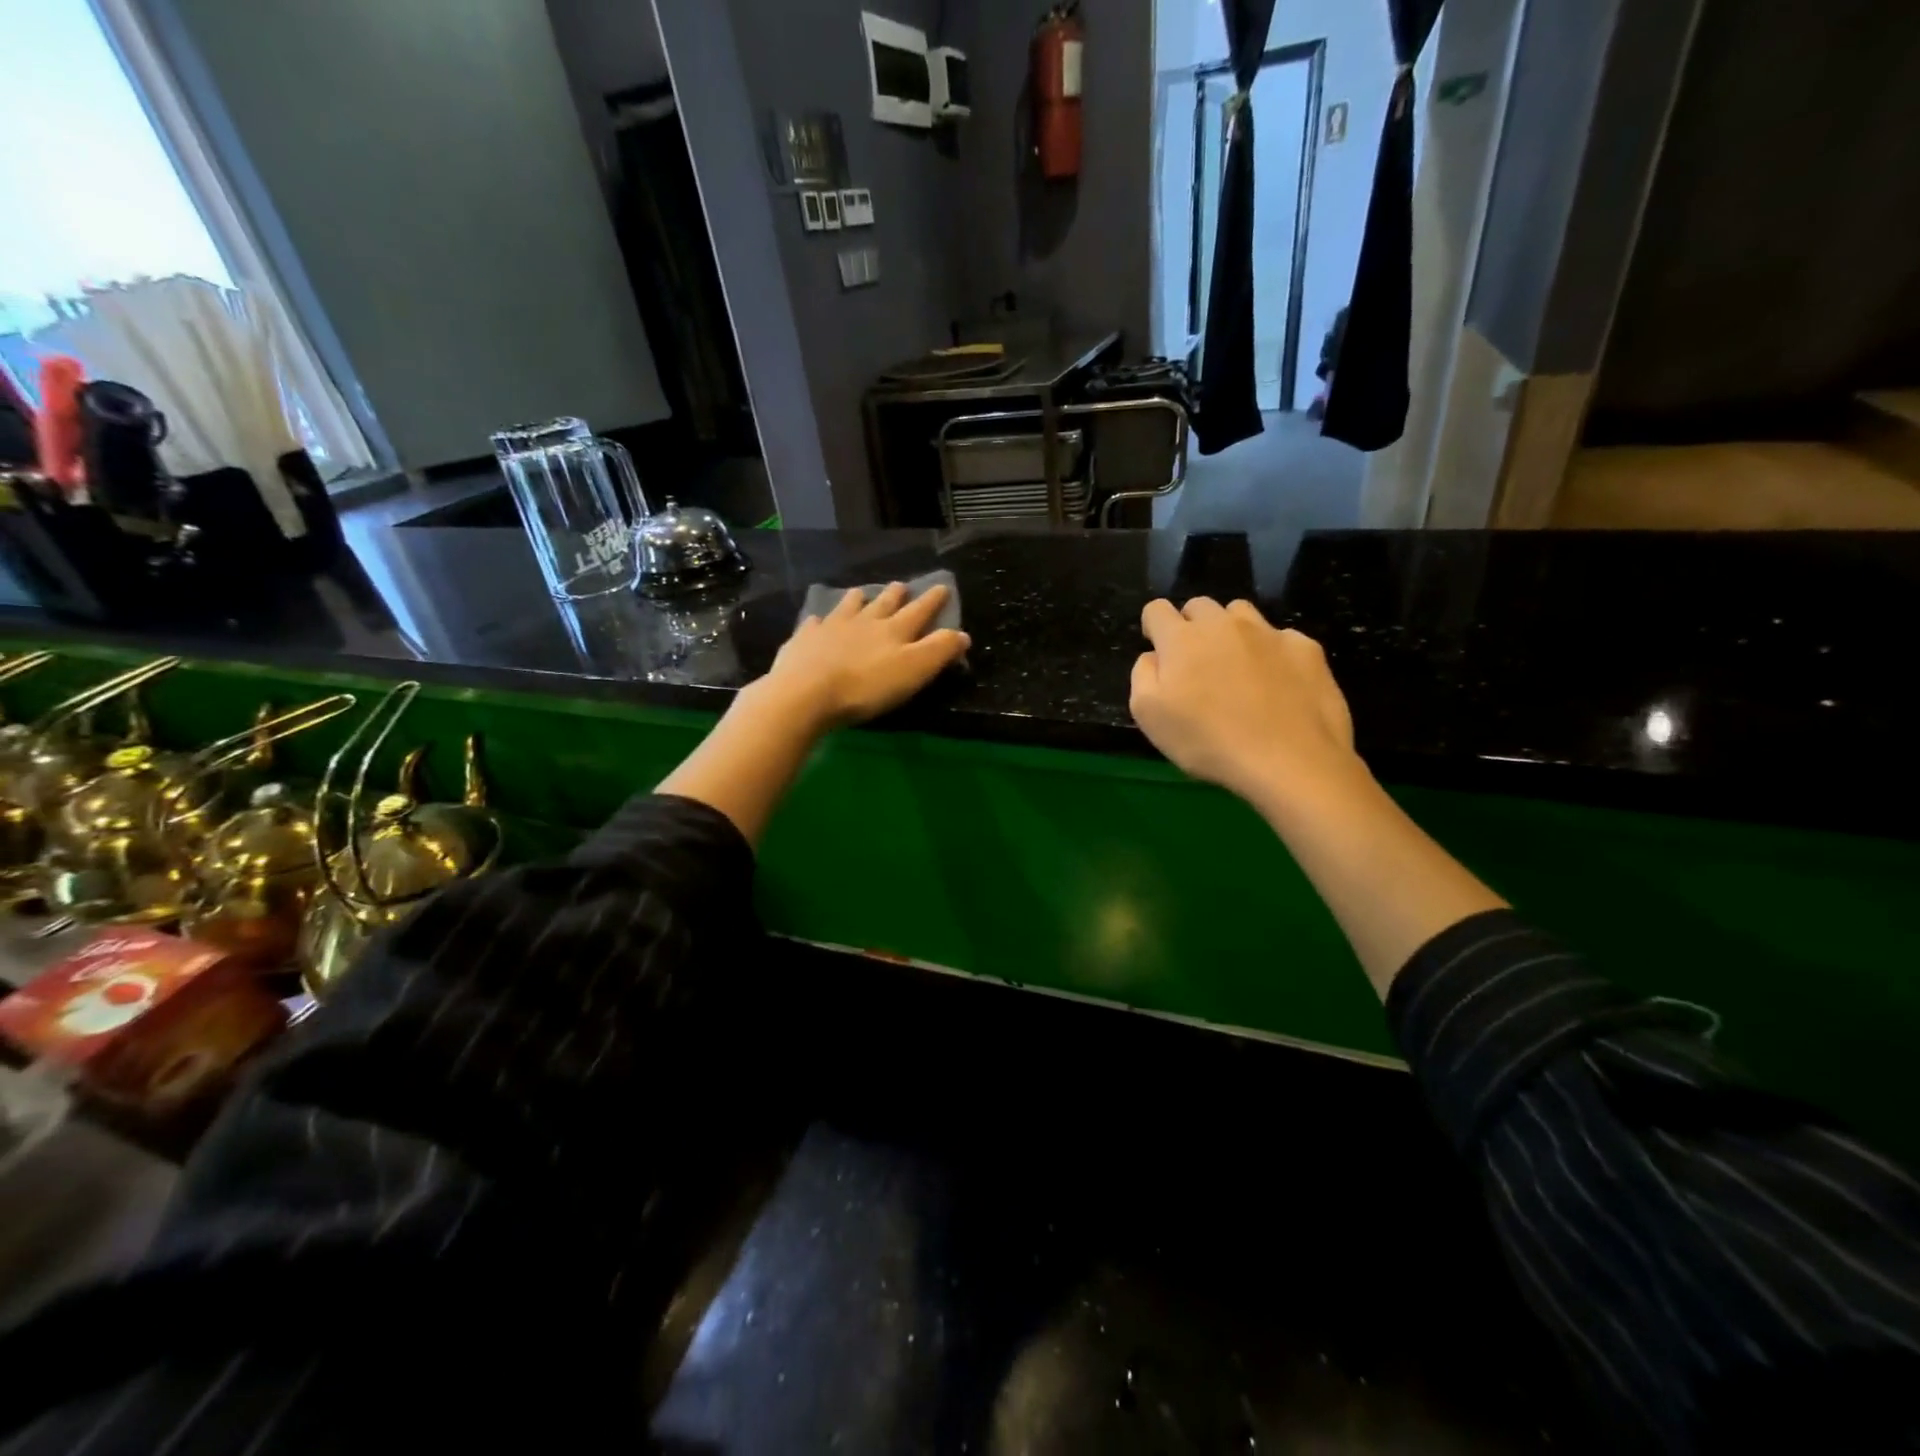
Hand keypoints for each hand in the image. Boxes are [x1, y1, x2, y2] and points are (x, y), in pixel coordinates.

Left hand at [762, 582, 970, 730]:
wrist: (807, 692)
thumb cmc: (867, 685)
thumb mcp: (914, 670)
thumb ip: (939, 651)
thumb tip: (962, 634)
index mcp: (894, 630)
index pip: (919, 610)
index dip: (933, 600)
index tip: (942, 586)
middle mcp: (864, 621)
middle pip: (884, 604)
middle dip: (895, 595)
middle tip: (901, 585)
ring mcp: (831, 628)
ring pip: (848, 607)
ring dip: (857, 599)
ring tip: (860, 593)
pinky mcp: (804, 640)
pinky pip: (814, 625)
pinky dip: (819, 621)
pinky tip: (817, 620)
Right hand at [1130, 598, 1361, 805]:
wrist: (1290, 760)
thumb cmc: (1208, 741)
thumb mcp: (1149, 717)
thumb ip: (1142, 676)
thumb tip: (1153, 656)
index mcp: (1182, 639)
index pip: (1157, 609)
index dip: (1153, 627)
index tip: (1160, 652)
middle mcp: (1224, 624)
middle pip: (1199, 606)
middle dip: (1191, 626)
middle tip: (1196, 664)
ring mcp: (1269, 633)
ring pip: (1241, 613)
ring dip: (1231, 631)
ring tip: (1237, 667)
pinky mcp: (1306, 648)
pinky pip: (1281, 638)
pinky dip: (1272, 653)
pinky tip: (1278, 685)